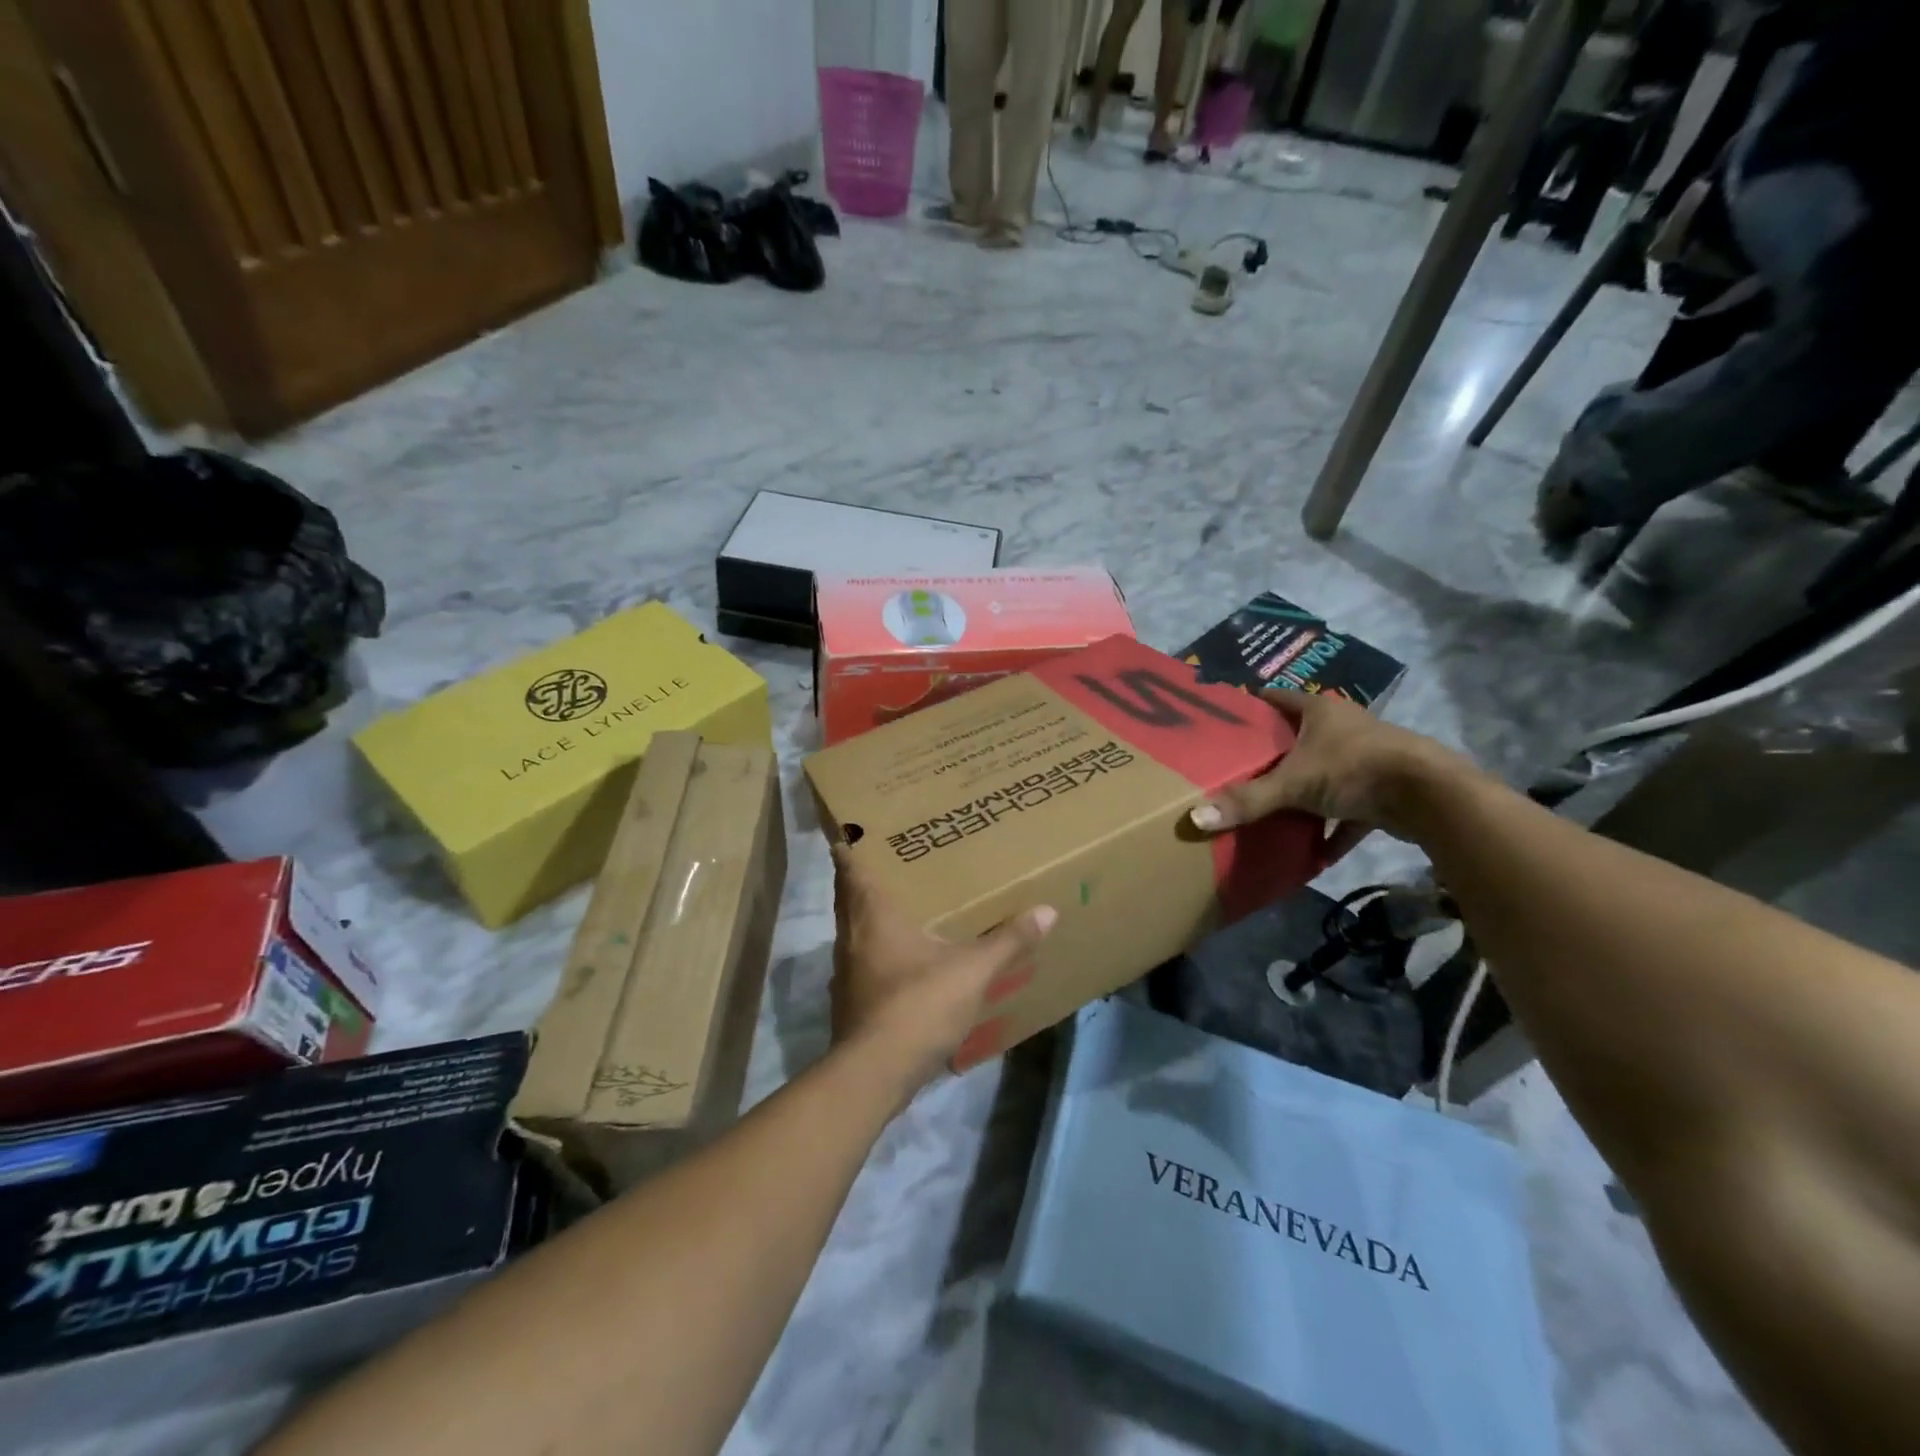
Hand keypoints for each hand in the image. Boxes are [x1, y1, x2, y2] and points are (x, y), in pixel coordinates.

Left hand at [829, 844, 1056, 1097]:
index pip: (849, 868)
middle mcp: (850, 937)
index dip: (849, 847)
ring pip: (853, 932)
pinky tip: (902, 962)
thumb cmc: (918, 1004)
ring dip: (869, 918)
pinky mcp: (850, 1003)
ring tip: (901, 908)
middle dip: (863, 880)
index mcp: (872, 915)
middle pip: (848, 898)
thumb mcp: (972, 970)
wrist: (875, 1074)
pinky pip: (861, 964)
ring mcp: (845, 973)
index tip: (856, 832)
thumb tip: (1047, 910)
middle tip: (891, 864)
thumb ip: (1007, 940)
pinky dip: (876, 953)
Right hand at [1187, 690, 1470, 862]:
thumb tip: (1195, 818)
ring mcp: (1367, 757)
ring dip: (1305, 791)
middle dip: (1274, 752)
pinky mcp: (1384, 789)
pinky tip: (1315, 852)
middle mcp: (1344, 727)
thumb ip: (1248, 801)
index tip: (1227, 718)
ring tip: (1271, 807)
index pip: (1278, 698)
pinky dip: (1334, 829)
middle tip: (1239, 767)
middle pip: (1301, 735)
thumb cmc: (1353, 769)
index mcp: (1320, 710)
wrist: (1429, 796)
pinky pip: (1349, 810)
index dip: (1253, 705)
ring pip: (1325, 772)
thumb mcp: (1293, 784)